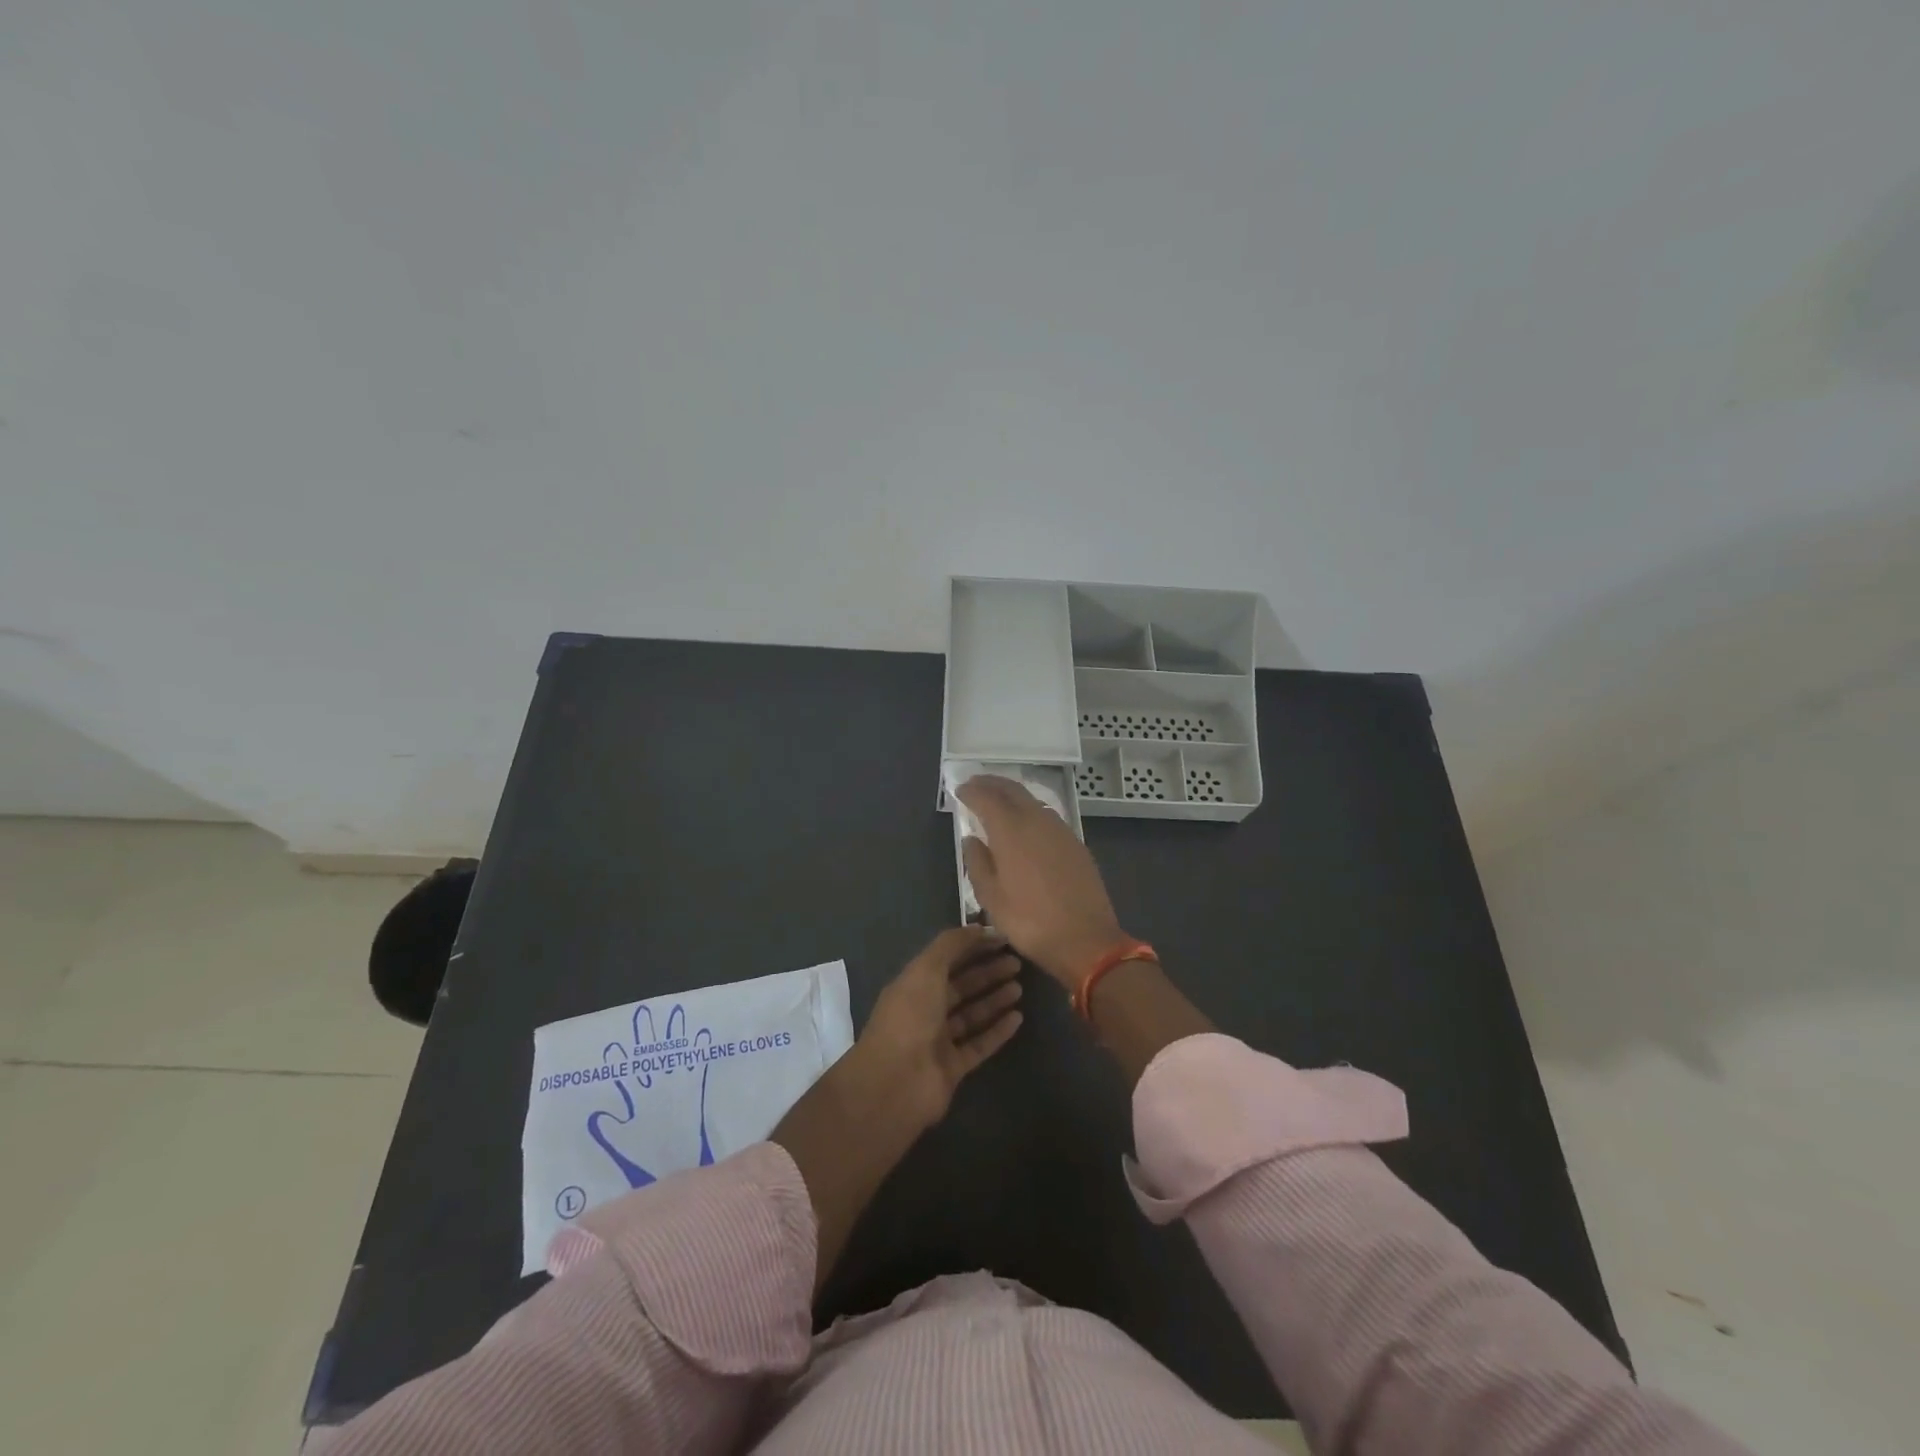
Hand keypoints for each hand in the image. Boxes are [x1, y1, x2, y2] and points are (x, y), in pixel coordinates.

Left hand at [771, 926, 1023, 1291]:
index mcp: (913, 984)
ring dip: (994, 998)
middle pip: (960, 986)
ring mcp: (938, 1040)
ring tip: (1020, 986)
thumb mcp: (926, 969)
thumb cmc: (910, 1017)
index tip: (1001, 938)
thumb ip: (951, 945)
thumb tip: (980, 927)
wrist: (897, 1081)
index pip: (946, 959)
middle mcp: (925, 1010)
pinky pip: (980, 1044)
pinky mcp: (953, 1067)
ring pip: (971, 1014)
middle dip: (986, 972)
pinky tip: (1018, 1018)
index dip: (972, 946)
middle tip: (1017, 962)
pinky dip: (998, 1031)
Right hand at [957, 775, 1126, 988]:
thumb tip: (971, 839)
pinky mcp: (1076, 843)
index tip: (959, 790)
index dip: (971, 791)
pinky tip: (1026, 825)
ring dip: (1012, 795)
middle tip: (975, 784)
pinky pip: (1047, 816)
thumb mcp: (991, 898)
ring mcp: (1060, 830)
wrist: (1086, 940)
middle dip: (991, 784)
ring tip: (998, 801)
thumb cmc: (1030, 921)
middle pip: (1012, 790)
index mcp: (1011, 831)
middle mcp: (1037, 821)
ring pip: (1032, 800)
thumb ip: (977, 862)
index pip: (986, 798)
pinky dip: (1030, 811)